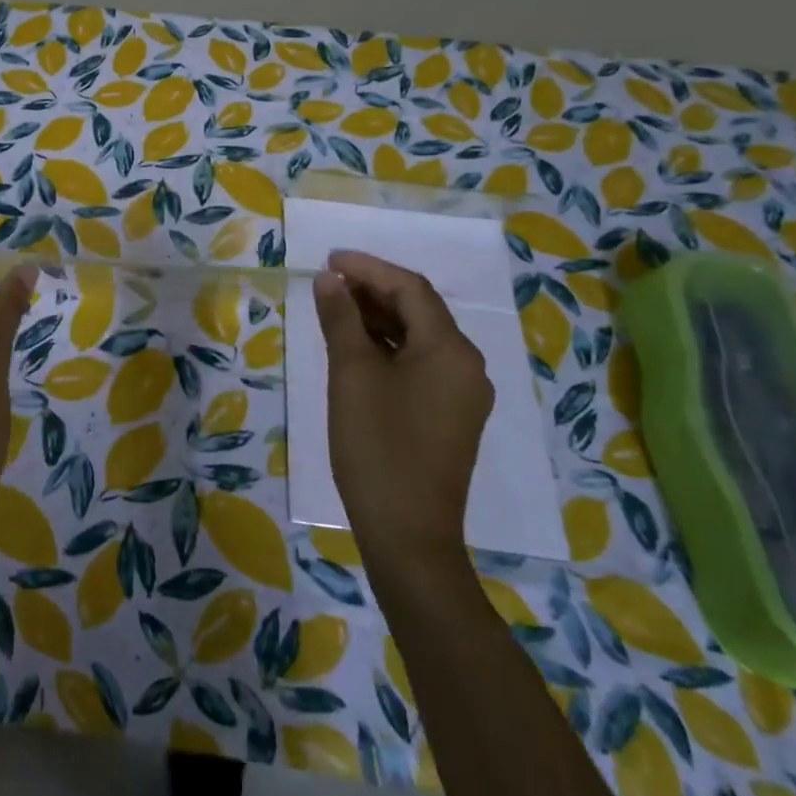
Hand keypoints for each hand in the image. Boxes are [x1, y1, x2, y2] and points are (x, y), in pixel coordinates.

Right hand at [313, 250, 492, 566]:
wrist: (408, 535)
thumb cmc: (377, 446)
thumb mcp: (351, 374)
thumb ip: (341, 318)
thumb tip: (330, 279)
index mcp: (450, 350)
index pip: (410, 288)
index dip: (368, 267)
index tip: (328, 260)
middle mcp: (467, 365)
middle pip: (419, 310)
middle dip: (373, 290)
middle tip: (327, 282)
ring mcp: (462, 394)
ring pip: (419, 337)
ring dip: (379, 318)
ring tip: (335, 308)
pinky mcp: (451, 416)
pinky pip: (421, 363)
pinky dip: (389, 347)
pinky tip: (357, 347)